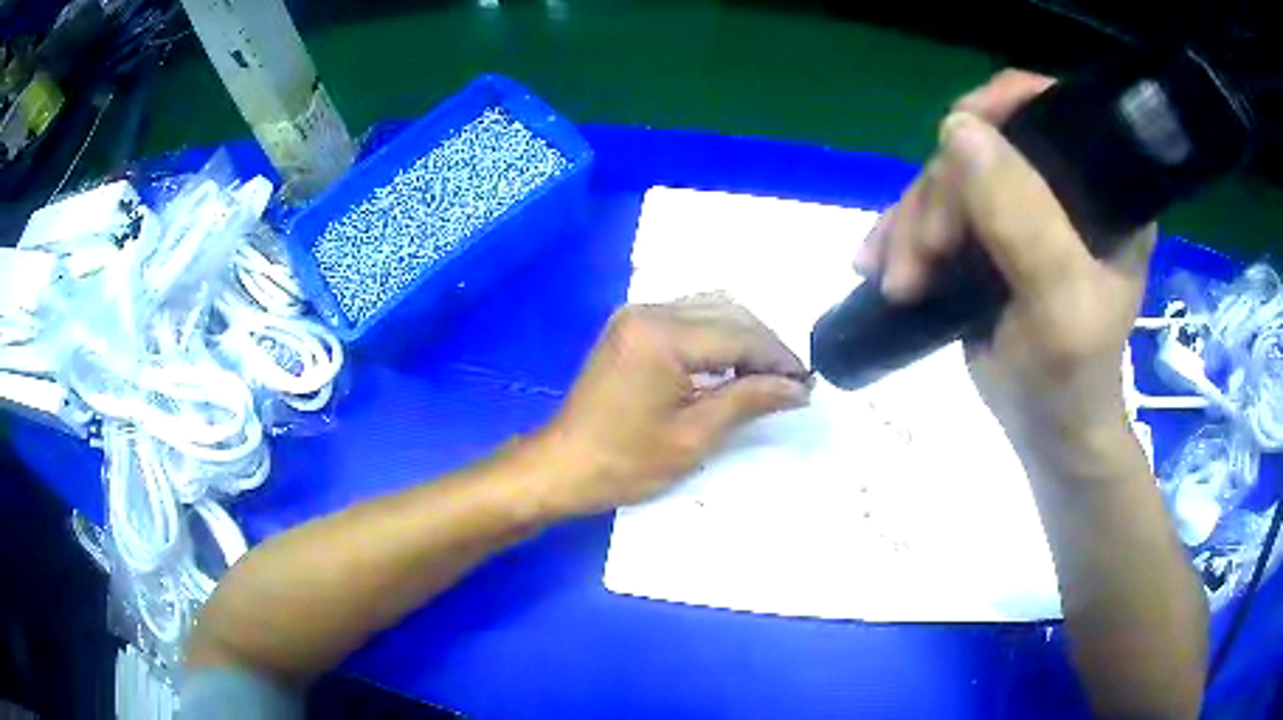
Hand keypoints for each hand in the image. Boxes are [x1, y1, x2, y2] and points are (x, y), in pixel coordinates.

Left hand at [531, 296, 810, 516]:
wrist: (563, 465)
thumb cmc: (626, 461)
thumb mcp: (695, 436)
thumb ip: (749, 400)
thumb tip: (797, 388)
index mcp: (663, 335)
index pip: (740, 335)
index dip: (779, 359)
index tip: (807, 384)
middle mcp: (649, 311)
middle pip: (728, 314)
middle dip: (765, 346)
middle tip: (791, 383)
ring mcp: (637, 315)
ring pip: (711, 309)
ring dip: (744, 338)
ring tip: (767, 376)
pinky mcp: (631, 326)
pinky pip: (688, 317)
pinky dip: (717, 337)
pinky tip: (732, 365)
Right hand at [857, 70, 1154, 466]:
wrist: (1046, 432)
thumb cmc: (1070, 378)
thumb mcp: (1060, 302)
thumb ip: (1023, 217)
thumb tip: (958, 128)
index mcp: (1104, 190)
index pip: (1052, 110)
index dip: (1001, 106)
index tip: (954, 138)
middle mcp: (1064, 186)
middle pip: (986, 146)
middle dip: (939, 197)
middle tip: (914, 262)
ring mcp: (1024, 208)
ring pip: (950, 177)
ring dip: (912, 223)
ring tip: (894, 280)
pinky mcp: (990, 234)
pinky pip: (936, 209)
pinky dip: (902, 233)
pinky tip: (879, 264)